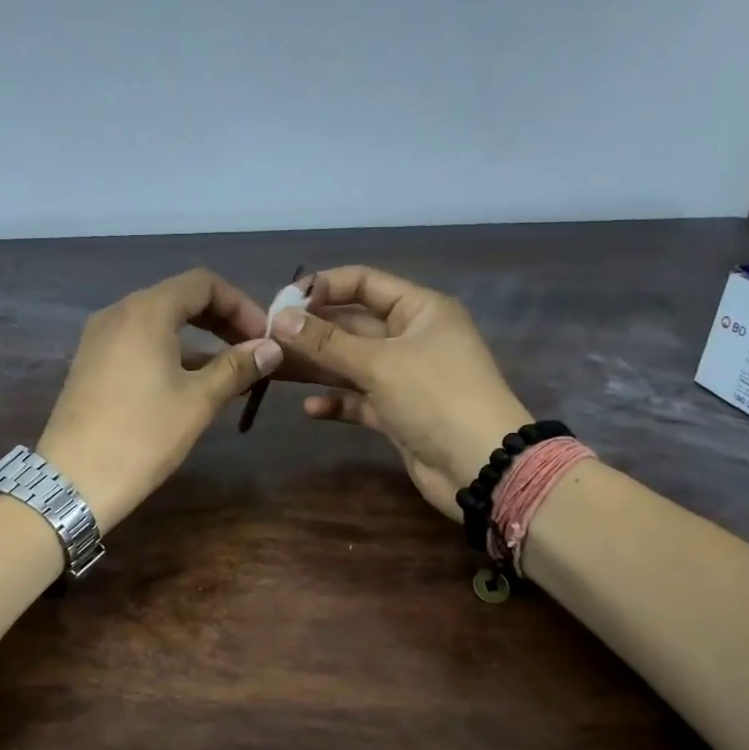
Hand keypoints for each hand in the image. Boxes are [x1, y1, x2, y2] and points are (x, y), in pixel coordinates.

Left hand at [36, 269, 281, 530]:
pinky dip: (170, 352)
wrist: (73, 481)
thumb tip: (272, 349)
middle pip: (179, 298)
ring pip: (158, 322)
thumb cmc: (142, 436)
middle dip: (220, 319)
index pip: (202, 283)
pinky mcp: (91, 363)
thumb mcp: (197, 401)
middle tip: (252, 350)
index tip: (263, 337)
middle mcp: (118, 313)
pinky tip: (191, 382)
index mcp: (146, 311)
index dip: (240, 304)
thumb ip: (236, 367)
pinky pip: (138, 343)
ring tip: (230, 371)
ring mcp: (99, 338)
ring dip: (197, 338)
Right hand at [270, 266, 531, 517]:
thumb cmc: (436, 398)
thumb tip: (280, 319)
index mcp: (419, 310)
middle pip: (353, 325)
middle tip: (267, 340)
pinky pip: (360, 400)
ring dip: (316, 366)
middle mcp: (412, 338)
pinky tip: (309, 410)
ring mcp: (405, 377)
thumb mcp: (379, 363)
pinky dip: (337, 402)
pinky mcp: (398, 413)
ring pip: (351, 364)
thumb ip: (327, 342)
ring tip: (274, 370)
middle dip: (312, 331)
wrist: (481, 467)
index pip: (364, 283)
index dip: (324, 287)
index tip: (282, 302)